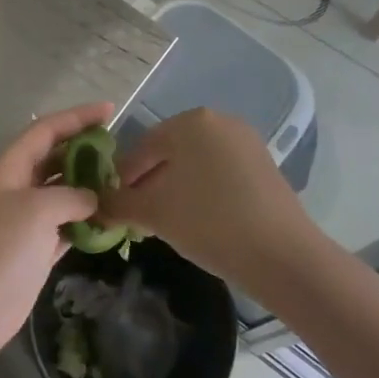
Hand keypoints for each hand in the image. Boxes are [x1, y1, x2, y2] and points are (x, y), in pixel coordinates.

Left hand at [0, 103, 112, 376]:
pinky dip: (85, 225)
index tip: (110, 110)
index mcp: (7, 169)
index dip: (76, 118)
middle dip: (85, 153)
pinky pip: (63, 229)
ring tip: (124, 187)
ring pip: (61, 197)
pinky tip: (110, 224)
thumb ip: (69, 196)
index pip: (45, 131)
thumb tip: (93, 199)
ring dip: (89, 191)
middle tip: (123, 154)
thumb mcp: (34, 211)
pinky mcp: (30, 255)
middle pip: (54, 161)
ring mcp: (21, 225)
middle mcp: (14, 190)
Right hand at [104, 108, 321, 290]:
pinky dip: (202, 192)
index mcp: (190, 121)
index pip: (142, 146)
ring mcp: (246, 143)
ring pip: (195, 164)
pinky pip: (220, 173)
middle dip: (149, 183)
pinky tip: (198, 222)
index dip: (123, 178)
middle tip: (137, 217)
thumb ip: (117, 204)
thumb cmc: (208, 222)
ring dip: (175, 190)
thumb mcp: (153, 213)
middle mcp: (219, 121)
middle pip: (170, 153)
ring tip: (165, 223)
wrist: (283, 256)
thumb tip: (94, 206)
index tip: (114, 206)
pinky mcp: (265, 166)